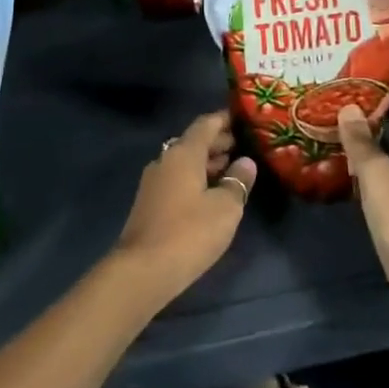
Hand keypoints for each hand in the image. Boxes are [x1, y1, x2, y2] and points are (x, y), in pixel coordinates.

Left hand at [110, 111, 257, 307]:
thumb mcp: (225, 208)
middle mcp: (165, 159)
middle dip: (218, 141)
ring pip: (185, 161)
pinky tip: (211, 193)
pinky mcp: (150, 202)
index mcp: (183, 153)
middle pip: (193, 141)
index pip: (205, 124)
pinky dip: (196, 178)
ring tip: (232, 168)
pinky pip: (177, 178)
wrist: (143, 269)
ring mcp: (154, 181)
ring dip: (207, 161)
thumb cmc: (189, 232)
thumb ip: (237, 182)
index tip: (243, 118)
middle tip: (243, 144)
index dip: (224, 119)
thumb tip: (245, 162)